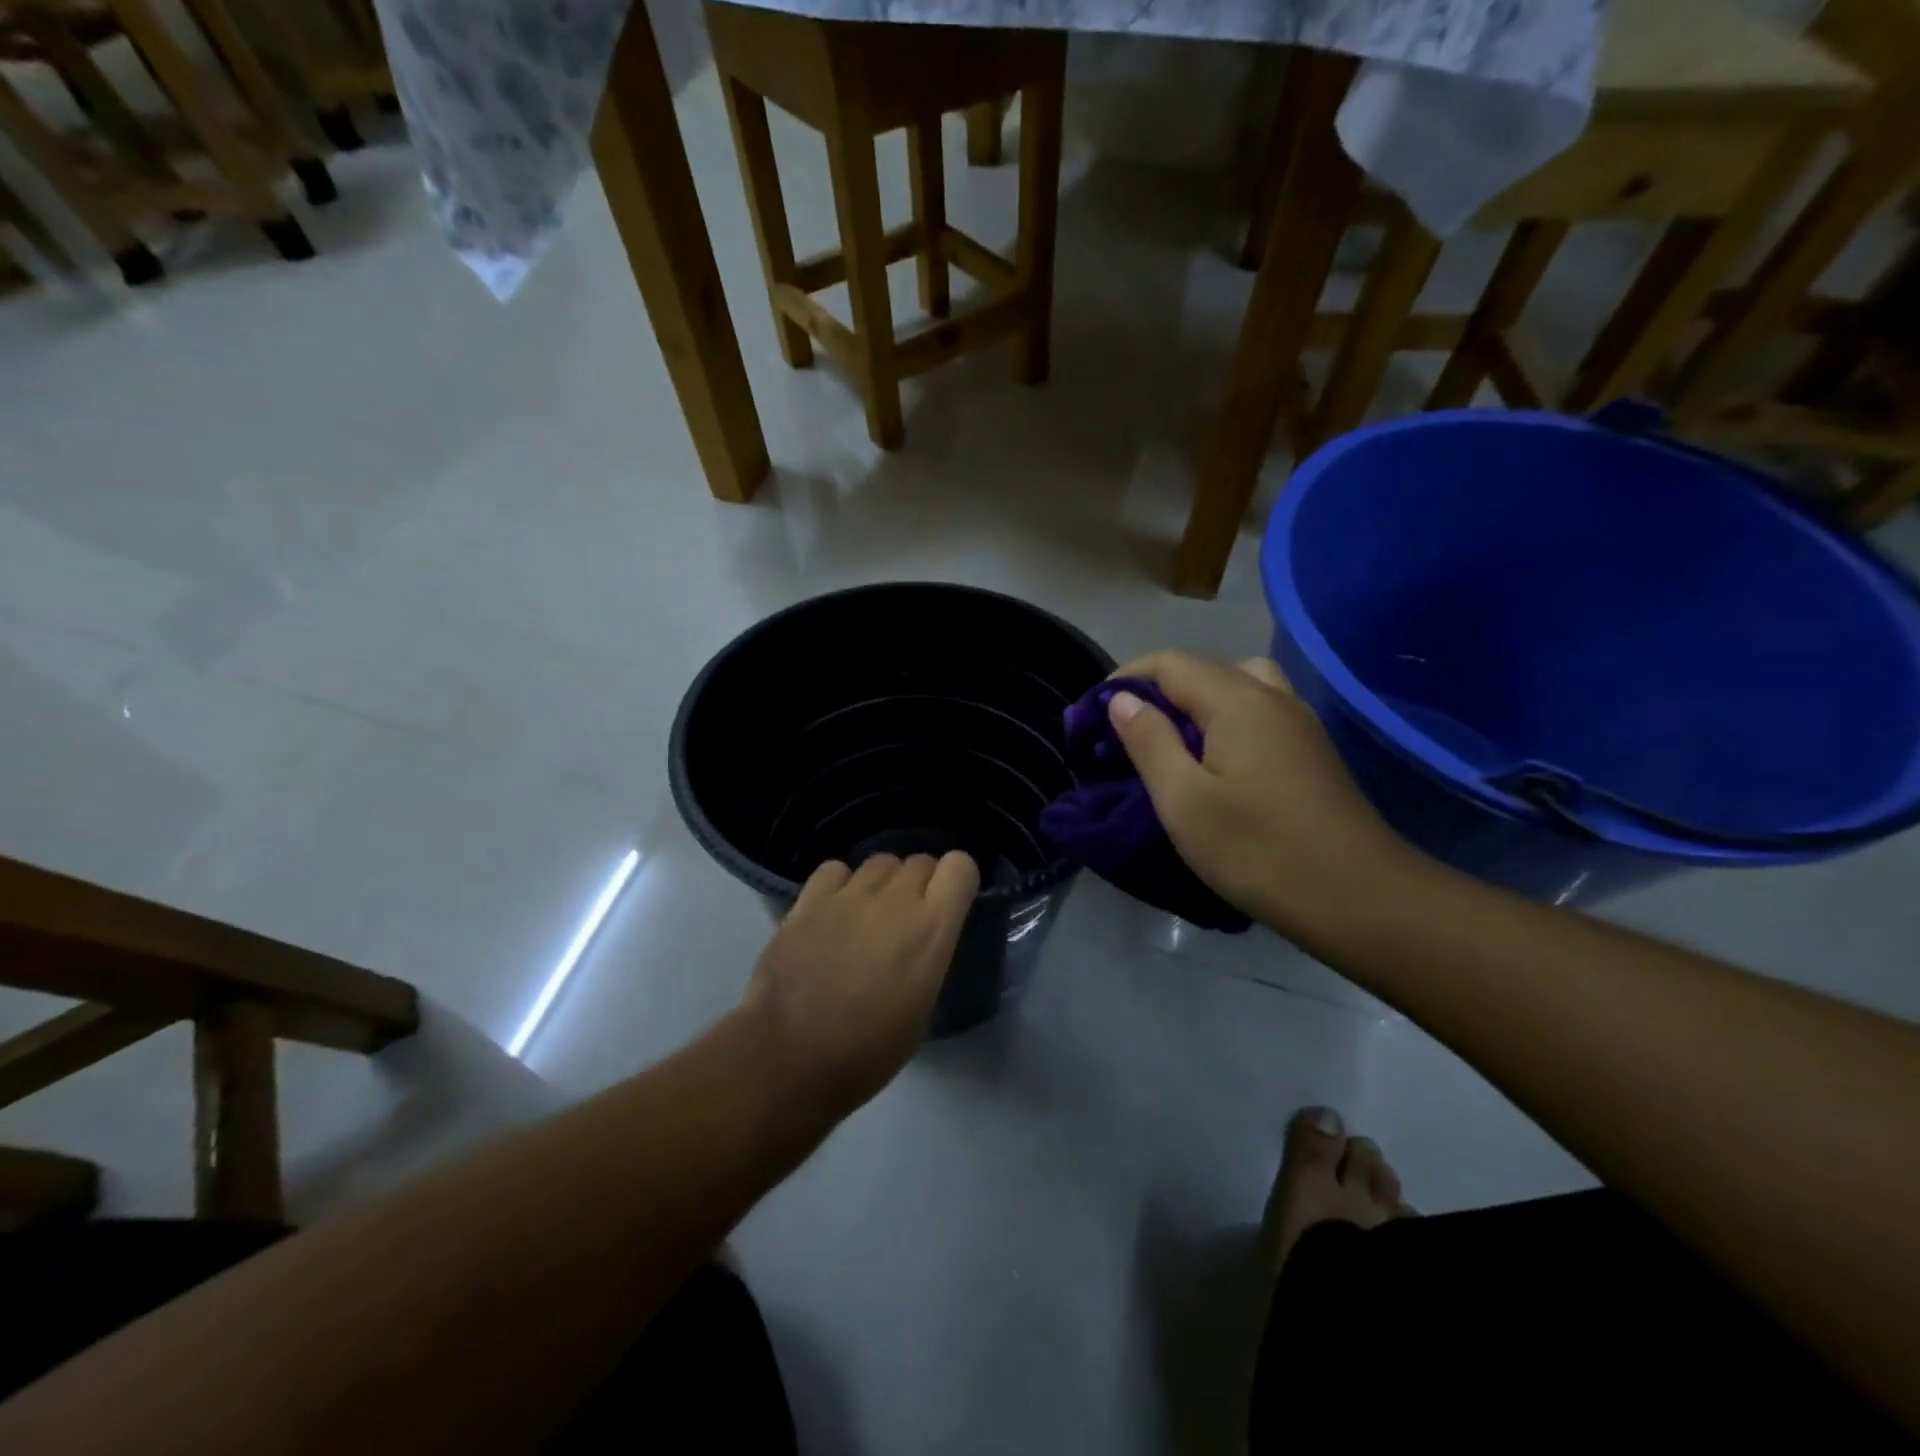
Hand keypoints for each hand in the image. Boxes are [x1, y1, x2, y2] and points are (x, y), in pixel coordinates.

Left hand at [741, 852, 979, 1115]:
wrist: (792, 1057)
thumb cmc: (869, 1050)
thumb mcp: (922, 1007)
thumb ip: (929, 955)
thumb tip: (921, 940)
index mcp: (932, 929)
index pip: (960, 866)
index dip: (957, 880)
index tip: (949, 903)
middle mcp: (895, 900)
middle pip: (920, 861)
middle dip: (920, 883)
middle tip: (906, 917)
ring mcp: (849, 895)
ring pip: (880, 862)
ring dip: (883, 882)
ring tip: (869, 912)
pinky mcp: (809, 900)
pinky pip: (835, 870)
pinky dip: (840, 884)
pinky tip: (833, 910)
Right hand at [1107, 652, 1419, 937]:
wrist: (1358, 898)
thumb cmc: (1258, 849)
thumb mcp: (1183, 800)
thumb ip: (1149, 742)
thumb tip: (1123, 699)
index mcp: (1238, 701)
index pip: (1171, 663)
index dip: (1128, 677)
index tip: (1095, 711)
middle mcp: (1273, 698)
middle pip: (1207, 669)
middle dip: (1161, 689)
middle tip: (1132, 728)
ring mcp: (1300, 725)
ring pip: (1241, 688)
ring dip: (1200, 703)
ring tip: (1176, 742)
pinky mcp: (1313, 753)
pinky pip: (1260, 715)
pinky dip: (1228, 722)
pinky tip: (1218, 764)